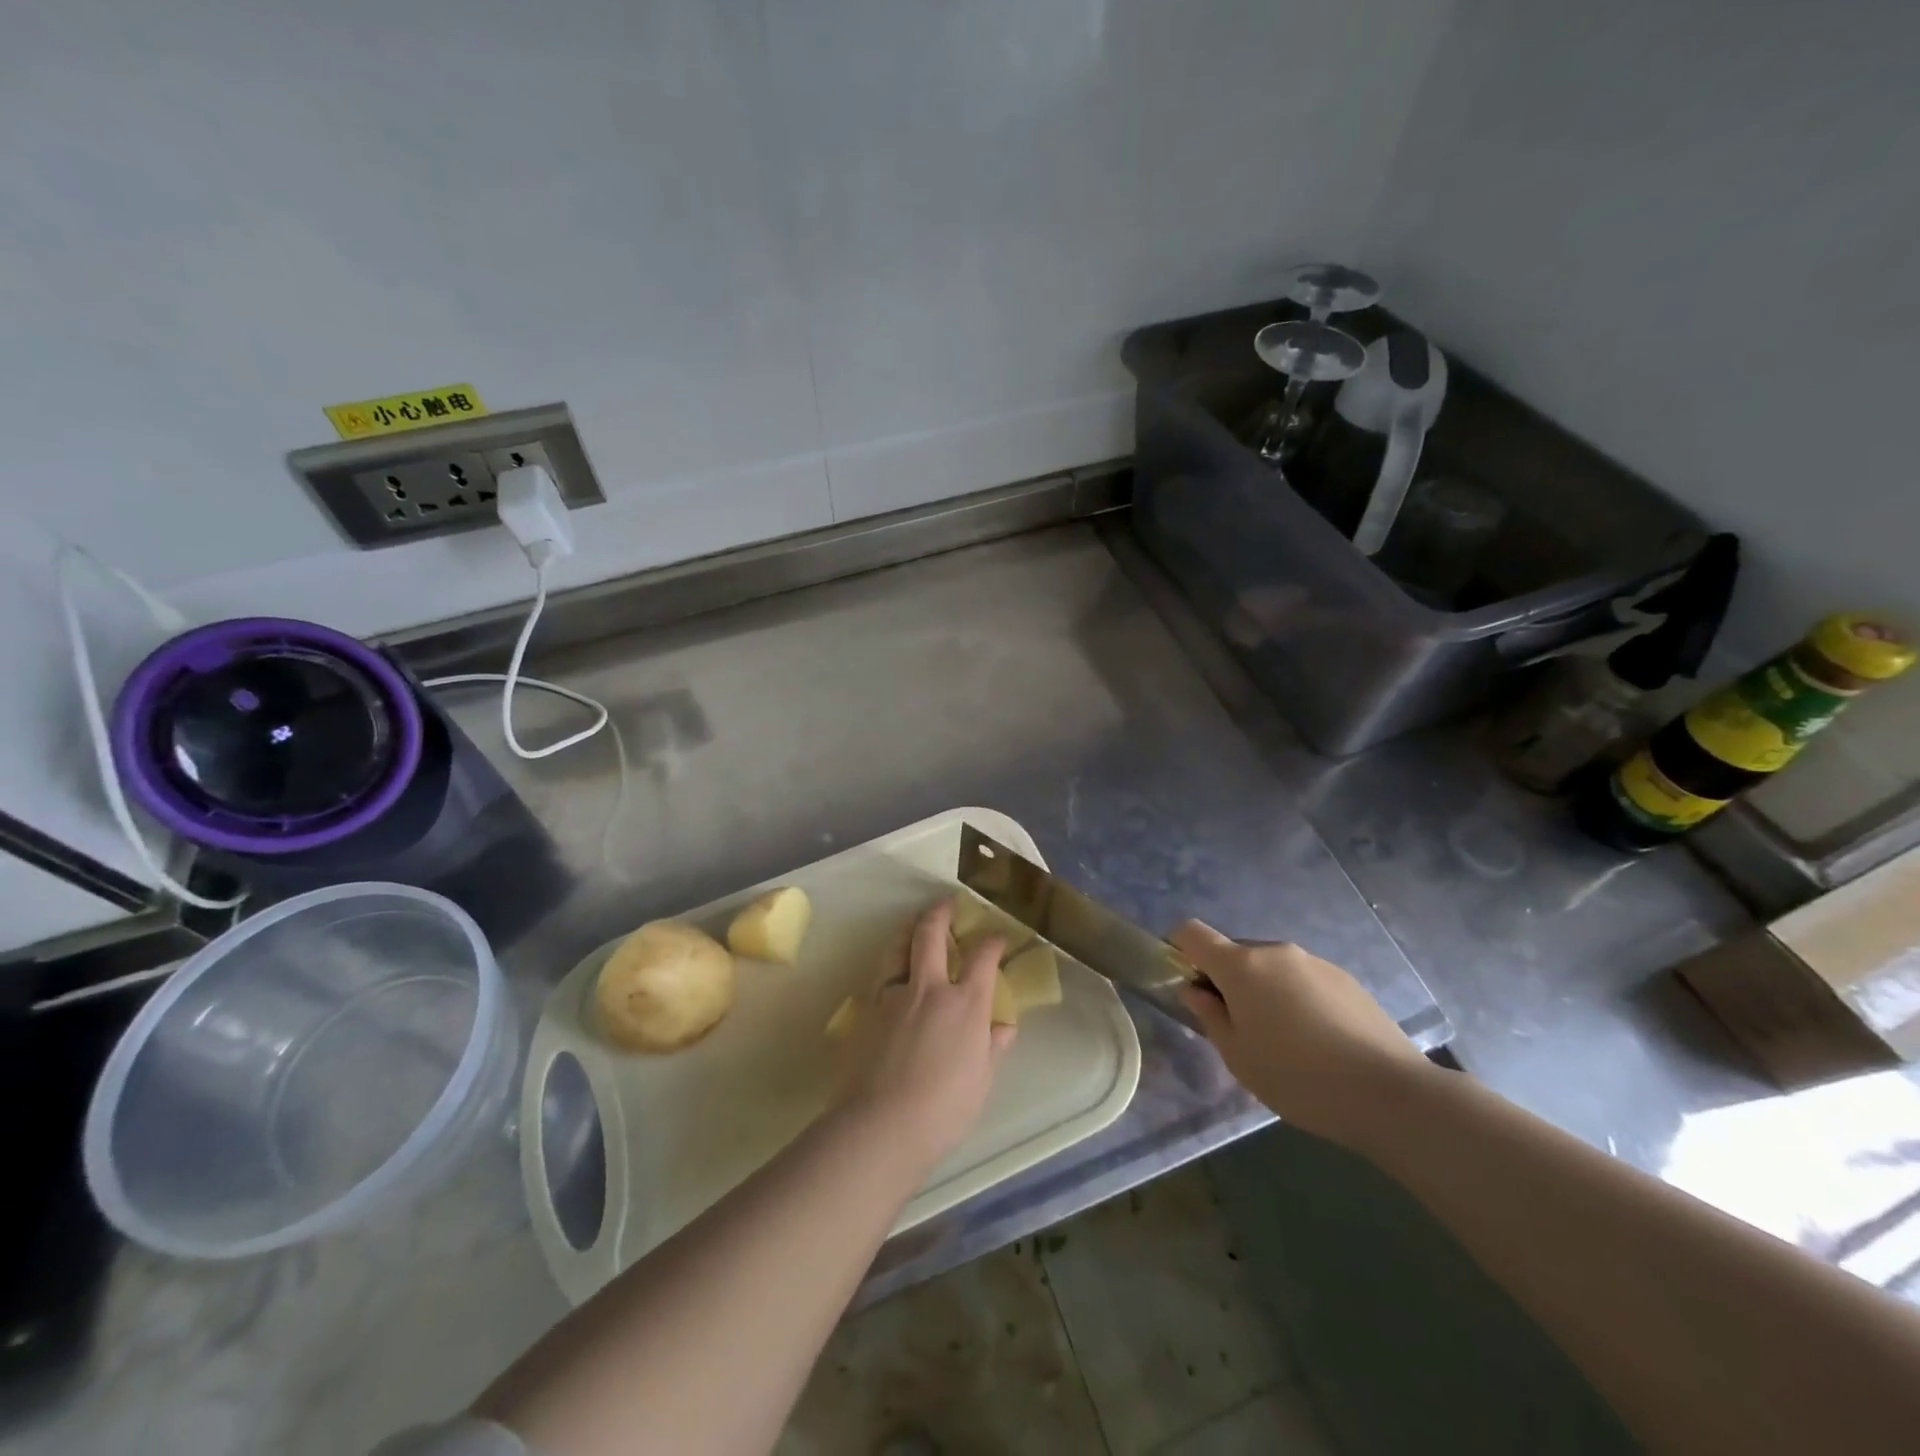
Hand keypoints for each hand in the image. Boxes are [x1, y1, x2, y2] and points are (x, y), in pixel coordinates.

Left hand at [838, 899, 1016, 1172]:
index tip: (997, 936)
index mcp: (965, 1003)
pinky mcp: (869, 1010)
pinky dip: (891, 964)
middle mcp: (929, 988)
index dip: (992, 941)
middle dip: (941, 912)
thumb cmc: (945, 1107)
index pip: (982, 957)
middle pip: (931, 934)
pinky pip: (882, 975)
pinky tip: (893, 971)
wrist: (883, 1123)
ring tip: (915, 924)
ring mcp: (894, 996)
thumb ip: (992, 1047)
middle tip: (947, 902)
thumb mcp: (982, 1080)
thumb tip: (1003, 1026)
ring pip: (898, 947)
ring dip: (909, 929)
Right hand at [1173, 920, 1436, 1149]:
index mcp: (1241, 966)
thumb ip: (1210, 1017)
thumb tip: (1196, 991)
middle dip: (1226, 979)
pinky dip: (1296, 998)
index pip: (1192, 932)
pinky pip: (1303, 978)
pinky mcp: (1346, 979)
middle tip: (1237, 1025)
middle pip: (1235, 952)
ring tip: (1284, 1040)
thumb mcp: (1238, 1057)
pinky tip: (1318, 1041)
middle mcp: (1275, 951)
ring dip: (1263, 989)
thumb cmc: (1298, 1078)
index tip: (1184, 981)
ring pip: (1271, 966)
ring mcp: (1314, 961)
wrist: (1390, 1093)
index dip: (1179, 948)